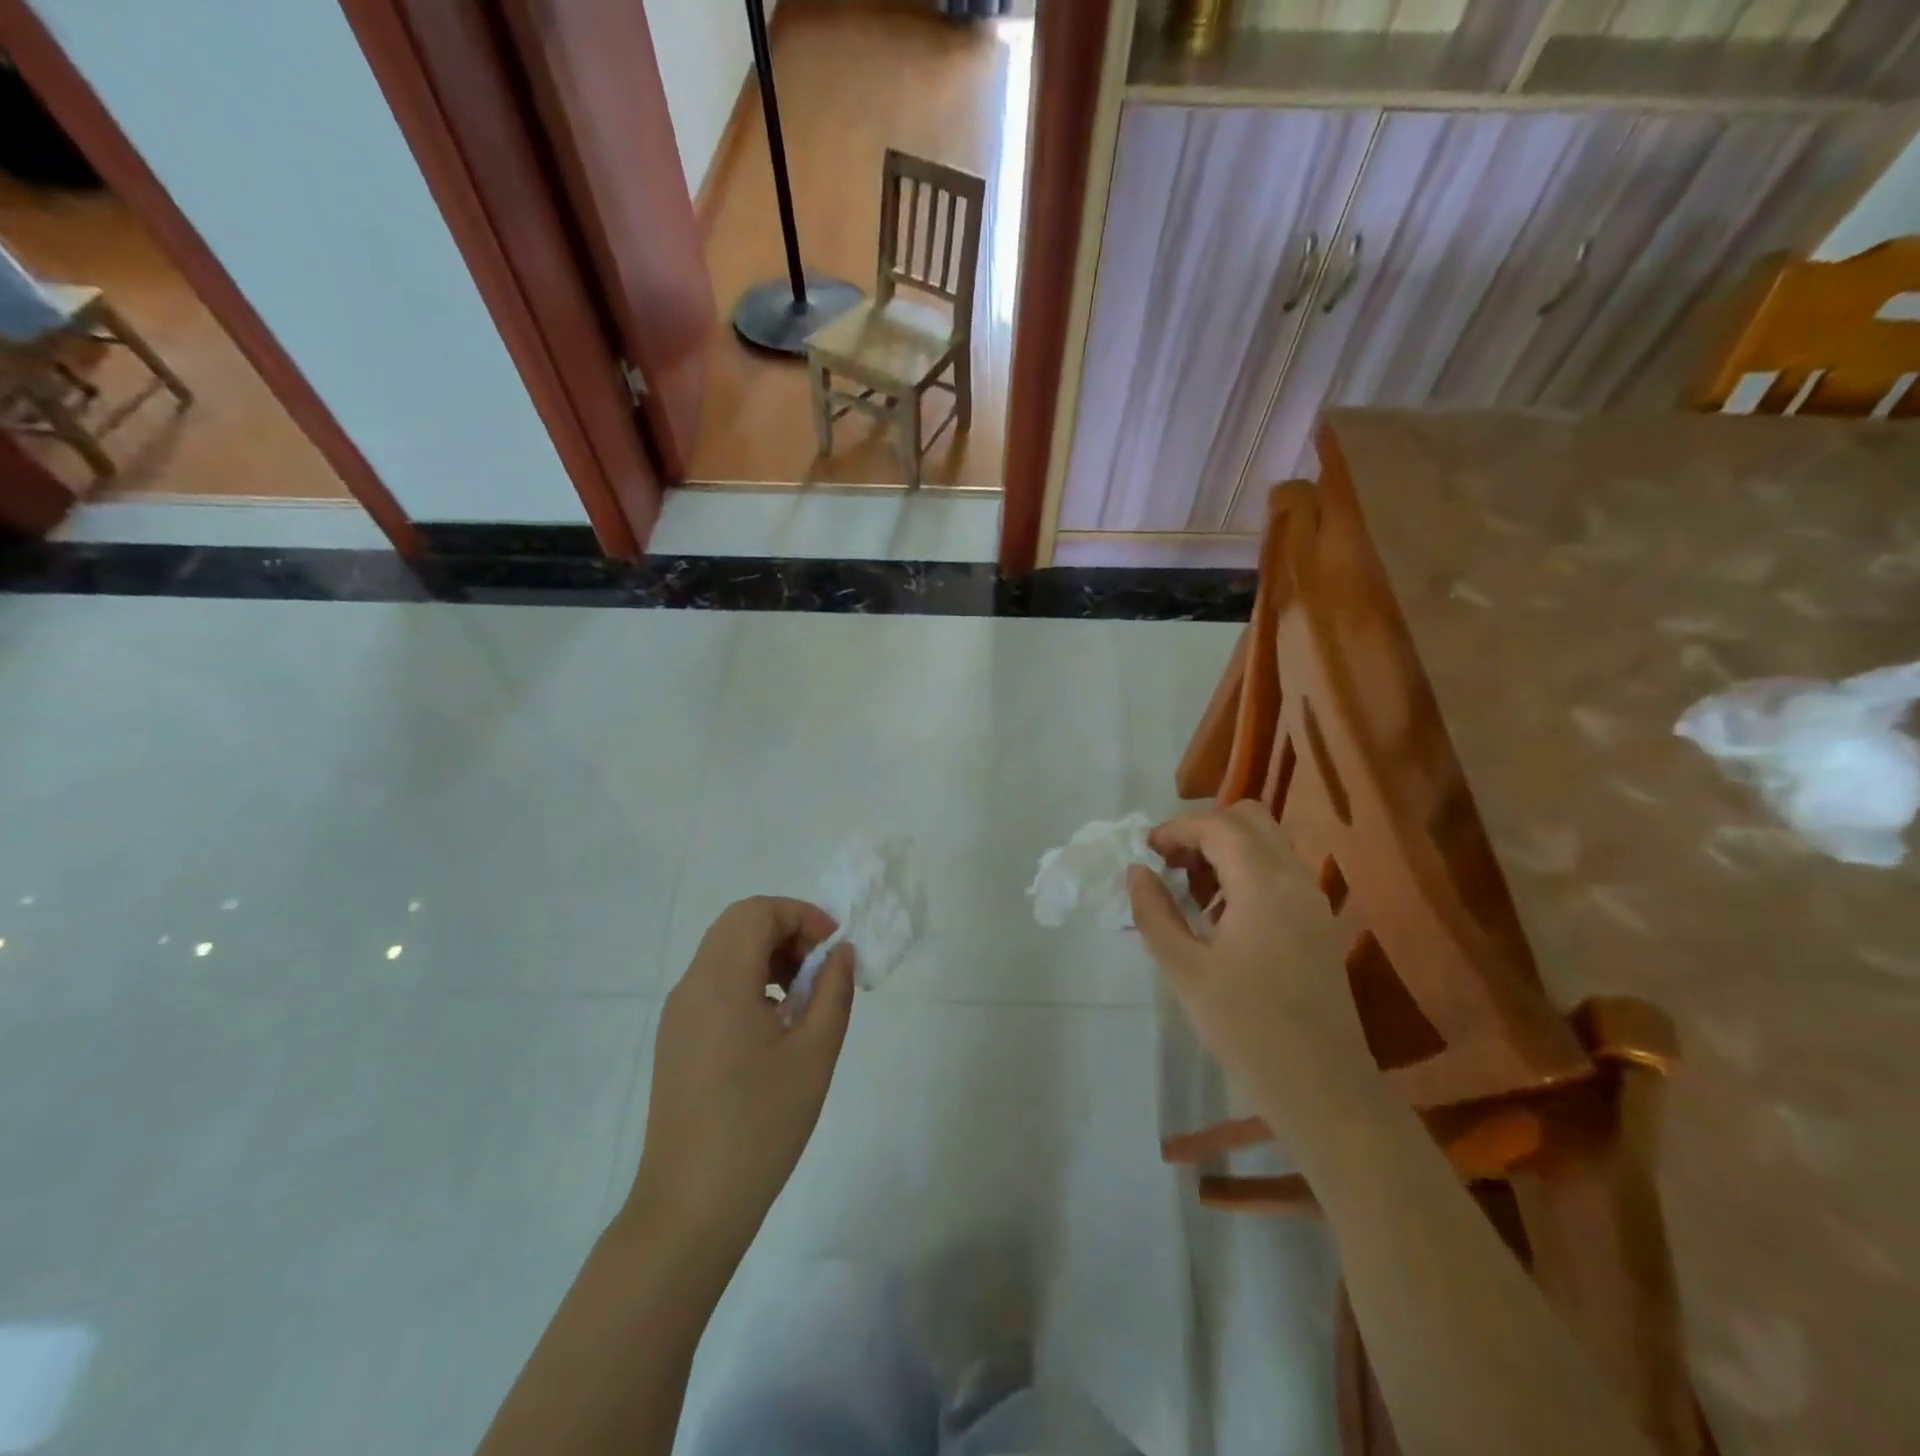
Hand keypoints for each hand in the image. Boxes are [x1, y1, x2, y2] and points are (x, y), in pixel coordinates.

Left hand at [628, 897, 855, 1255]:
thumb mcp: (814, 1054)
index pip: (757, 912)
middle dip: (787, 932)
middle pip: (738, 925)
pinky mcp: (676, 1040)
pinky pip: (714, 985)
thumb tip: (840, 953)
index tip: (834, 949)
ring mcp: (678, 1014)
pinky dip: (750, 981)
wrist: (690, 1207)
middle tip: (822, 970)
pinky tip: (775, 1026)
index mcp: (721, 982)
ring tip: (804, 1000)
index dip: (802, 916)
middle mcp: (691, 986)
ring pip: (725, 953)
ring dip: (769, 956)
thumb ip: (834, 991)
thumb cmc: (759, 1126)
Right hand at [1127, 802, 1371, 1117]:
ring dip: (1225, 848)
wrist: (1325, 1090)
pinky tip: (1221, 915)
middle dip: (1203, 829)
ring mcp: (1313, 900)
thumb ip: (1154, 913)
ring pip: (1267, 842)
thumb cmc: (1248, 1029)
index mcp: (1264, 885)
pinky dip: (1245, 870)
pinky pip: (1279, 871)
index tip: (1145, 853)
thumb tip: (1137, 871)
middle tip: (1170, 864)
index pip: (1217, 826)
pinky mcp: (1319, 922)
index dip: (1176, 829)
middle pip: (1249, 818)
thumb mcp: (1185, 971)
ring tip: (1189, 890)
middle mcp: (1295, 879)